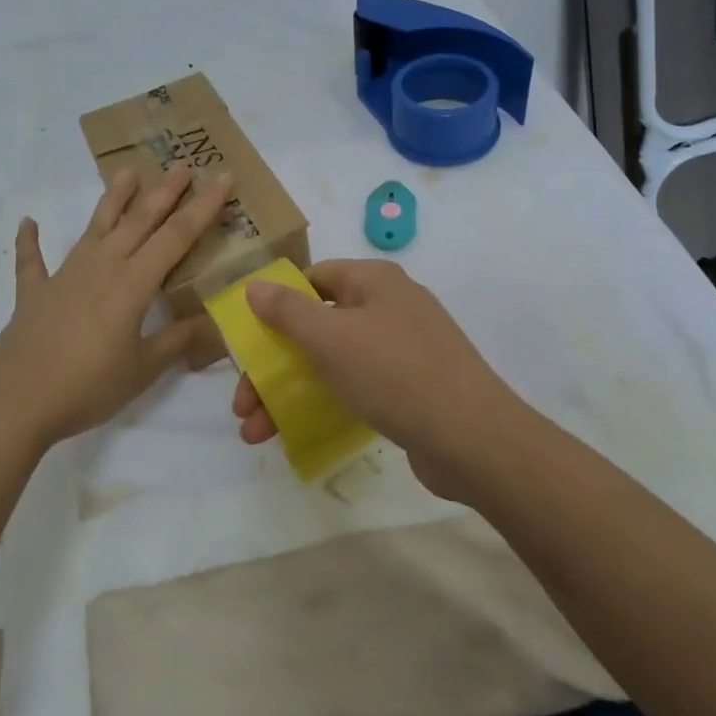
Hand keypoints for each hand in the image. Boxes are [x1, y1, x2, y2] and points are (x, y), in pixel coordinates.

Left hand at [0, 166, 231, 451]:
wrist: (16, 402)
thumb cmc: (88, 386)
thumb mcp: (143, 369)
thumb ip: (178, 341)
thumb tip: (216, 323)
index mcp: (133, 283)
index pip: (177, 236)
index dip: (203, 207)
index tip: (222, 178)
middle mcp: (101, 267)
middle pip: (139, 221)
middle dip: (164, 192)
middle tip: (183, 165)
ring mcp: (64, 276)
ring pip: (95, 228)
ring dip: (112, 200)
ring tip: (126, 173)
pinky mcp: (33, 294)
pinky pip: (32, 261)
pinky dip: (30, 241)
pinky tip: (28, 222)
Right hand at [229, 259, 523, 497]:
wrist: (472, 437)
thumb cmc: (393, 372)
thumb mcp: (329, 337)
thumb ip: (287, 310)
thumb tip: (255, 286)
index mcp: (374, 281)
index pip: (314, 278)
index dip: (277, 305)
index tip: (250, 341)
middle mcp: (390, 306)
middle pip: (317, 326)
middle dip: (273, 366)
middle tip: (243, 406)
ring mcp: (405, 349)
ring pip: (333, 362)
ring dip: (289, 393)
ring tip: (256, 435)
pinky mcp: (412, 388)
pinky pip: (357, 387)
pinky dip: (325, 405)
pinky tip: (297, 434)